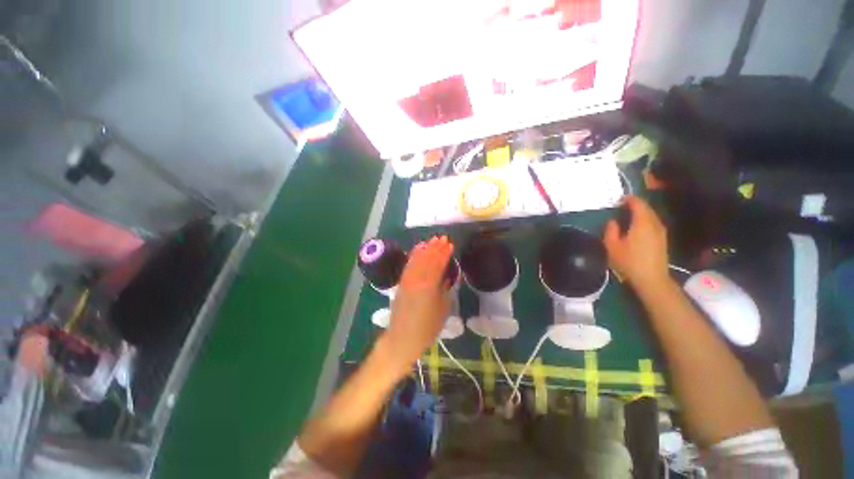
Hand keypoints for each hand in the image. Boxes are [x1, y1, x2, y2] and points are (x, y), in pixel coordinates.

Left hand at [378, 236, 452, 374]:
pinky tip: (418, 249)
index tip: (451, 244)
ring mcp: (408, 279)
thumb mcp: (442, 308)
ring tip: (432, 240)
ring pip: (417, 259)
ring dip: (426, 248)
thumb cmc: (427, 327)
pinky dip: (414, 255)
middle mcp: (417, 279)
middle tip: (443, 238)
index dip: (445, 253)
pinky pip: (408, 265)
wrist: (403, 338)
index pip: (438, 264)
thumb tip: (447, 276)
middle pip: (427, 259)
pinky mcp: (402, 282)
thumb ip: (444, 289)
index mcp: (429, 285)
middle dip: (436, 247)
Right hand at [603, 196, 668, 287]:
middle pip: (647, 208)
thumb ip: (611, 230)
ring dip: (642, 212)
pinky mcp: (662, 239)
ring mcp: (661, 232)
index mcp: (642, 223)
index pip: (638, 204)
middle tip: (623, 206)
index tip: (620, 199)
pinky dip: (646, 220)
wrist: (651, 278)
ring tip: (629, 215)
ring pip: (652, 215)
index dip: (630, 199)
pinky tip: (638, 226)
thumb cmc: (629, 261)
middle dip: (636, 204)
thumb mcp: (612, 246)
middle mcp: (654, 224)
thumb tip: (613, 221)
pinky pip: (654, 223)